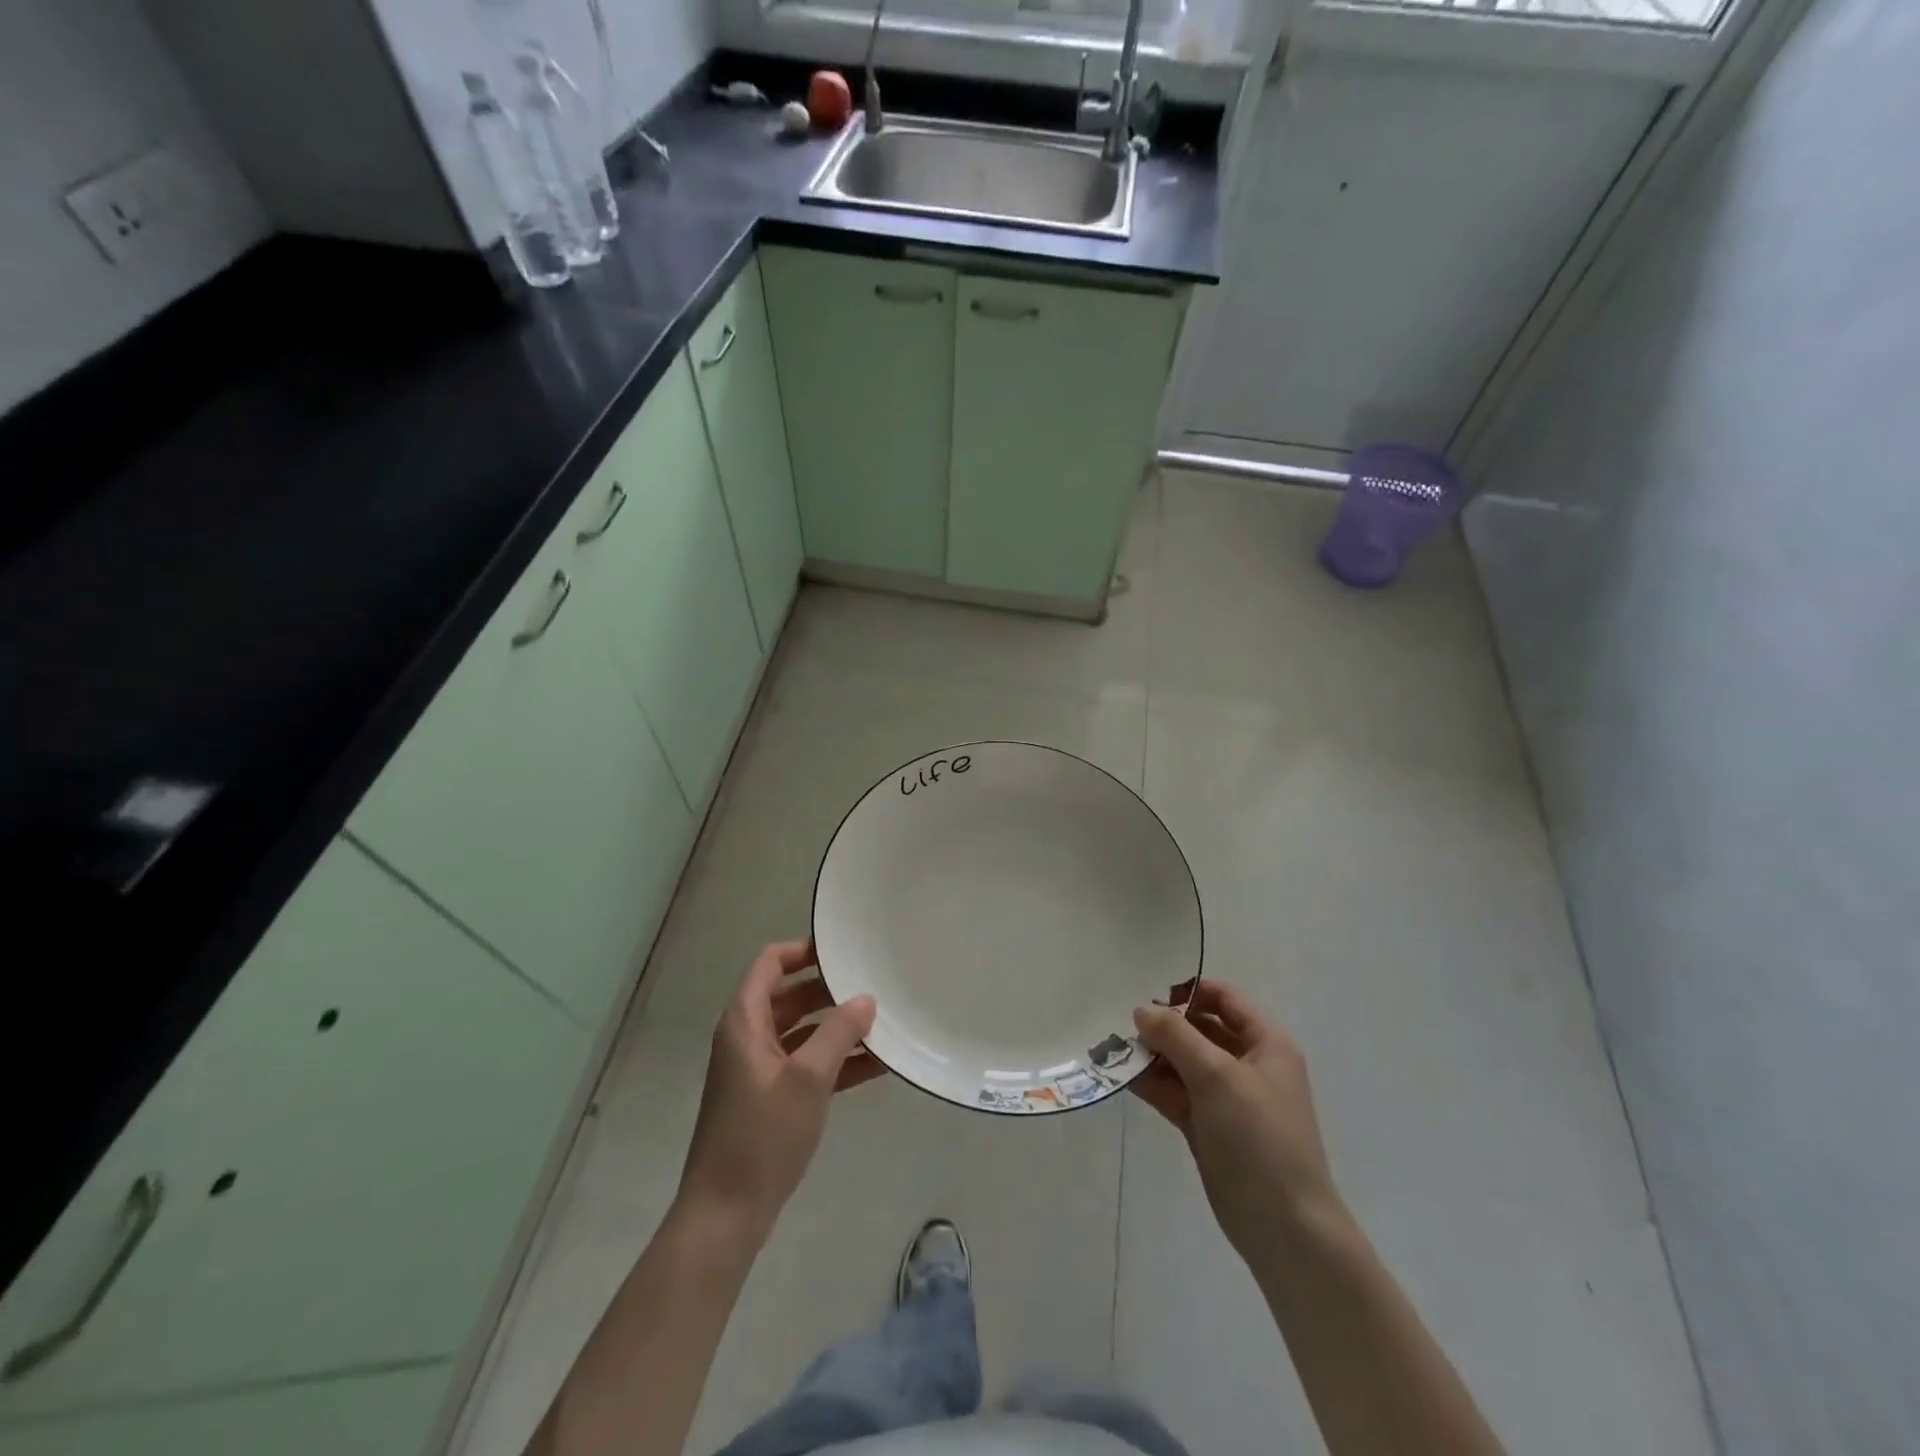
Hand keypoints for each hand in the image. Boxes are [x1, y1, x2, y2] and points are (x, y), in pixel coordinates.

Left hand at [677, 940, 881, 1235]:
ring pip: (800, 1031)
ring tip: (880, 1022)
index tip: (841, 949)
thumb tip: (865, 999)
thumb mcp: (807, 1079)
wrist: (725, 1215)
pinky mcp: (769, 1099)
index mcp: (744, 1022)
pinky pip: (804, 1064)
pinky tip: (875, 1064)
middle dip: (828, 989)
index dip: (802, 950)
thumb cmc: (762, 1136)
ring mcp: (757, 1070)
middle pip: (788, 996)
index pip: (770, 963)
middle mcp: (747, 1038)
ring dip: (835, 1027)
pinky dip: (833, 1060)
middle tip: (870, 983)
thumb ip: (838, 1033)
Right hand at [1130, 981, 1340, 1262]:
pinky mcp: (1207, 1126)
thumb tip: (1142, 1009)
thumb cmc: (1259, 1137)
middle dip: (1163, 1024)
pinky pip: (1175, 1092)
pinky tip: (1120, 1075)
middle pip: (1199, 1029)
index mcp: (1265, 1043)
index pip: (1224, 998)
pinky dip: (1151, 1083)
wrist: (1284, 1227)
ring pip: (1183, 1062)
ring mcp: (1226, 1098)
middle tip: (1119, 1020)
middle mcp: (1247, 1064)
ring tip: (1111, 1046)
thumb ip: (1177, 1036)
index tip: (1147, 992)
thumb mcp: (1218, 1076)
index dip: (1189, 990)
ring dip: (1152, 1054)